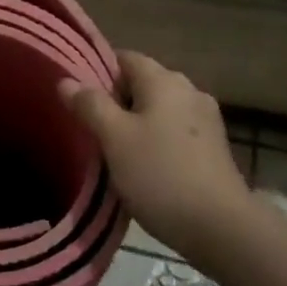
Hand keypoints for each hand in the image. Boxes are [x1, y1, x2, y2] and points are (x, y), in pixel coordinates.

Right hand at [60, 51, 253, 269]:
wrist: (220, 227)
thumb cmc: (160, 175)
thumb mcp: (114, 139)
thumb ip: (90, 105)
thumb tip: (66, 81)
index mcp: (164, 81)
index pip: (125, 58)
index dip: (97, 71)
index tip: (77, 97)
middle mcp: (189, 90)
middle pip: (143, 83)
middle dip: (115, 100)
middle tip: (89, 126)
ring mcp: (205, 119)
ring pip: (158, 109)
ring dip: (135, 122)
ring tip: (111, 149)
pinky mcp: (213, 147)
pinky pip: (174, 131)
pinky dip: (155, 140)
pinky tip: (143, 165)